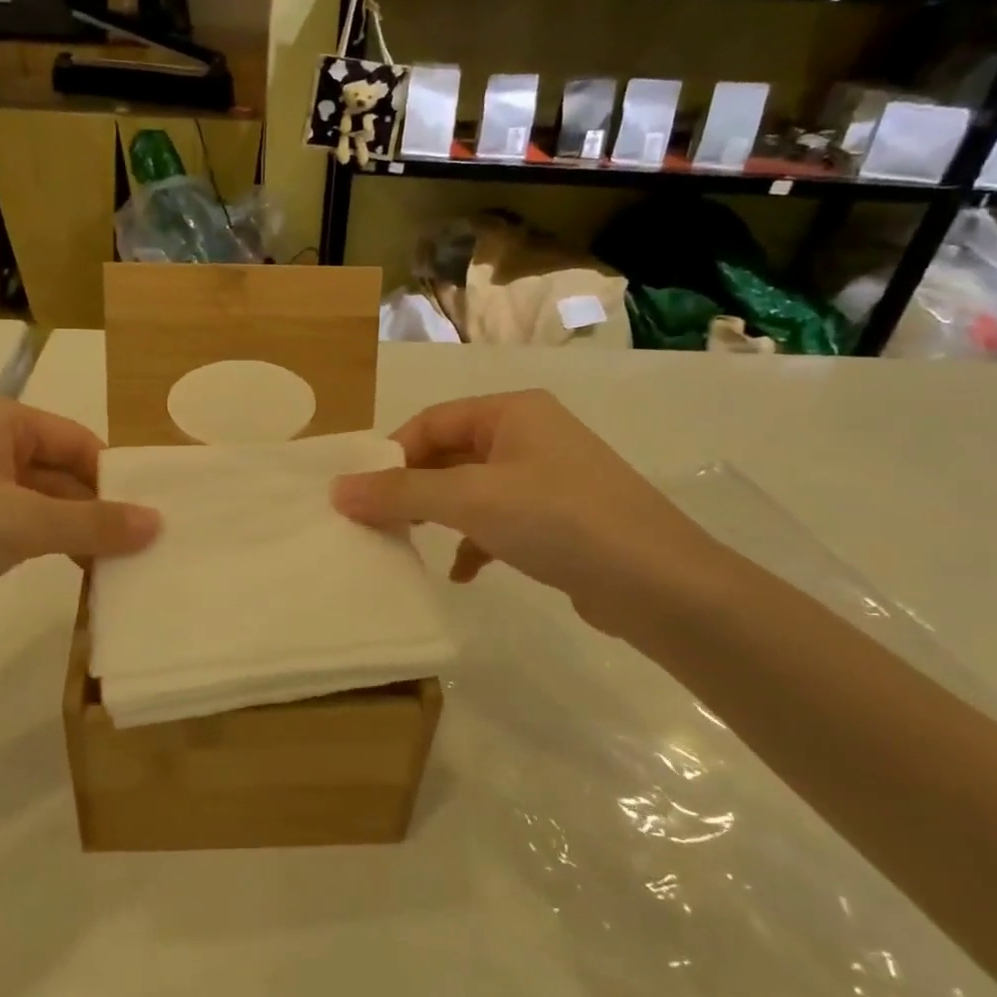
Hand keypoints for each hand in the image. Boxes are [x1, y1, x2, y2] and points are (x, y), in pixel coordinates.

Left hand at [0, 390, 158, 642]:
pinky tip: (50, 569)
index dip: (113, 481)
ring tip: (100, 568)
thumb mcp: (23, 523)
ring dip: (63, 530)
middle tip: (129, 553)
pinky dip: (29, 542)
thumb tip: (158, 523)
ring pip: (28, 498)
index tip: (144, 524)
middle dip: (90, 510)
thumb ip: (93, 523)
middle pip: (54, 469)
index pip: (78, 441)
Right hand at [331, 390, 727, 640]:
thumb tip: (337, 489)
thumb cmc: (558, 520)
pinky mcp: (560, 520)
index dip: (392, 454)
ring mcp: (548, 478)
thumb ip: (401, 493)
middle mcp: (530, 435)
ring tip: (412, 545)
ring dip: (440, 516)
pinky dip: (475, 542)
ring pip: (473, 490)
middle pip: (450, 454)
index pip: (432, 421)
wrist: (659, 584)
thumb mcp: (471, 500)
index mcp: (511, 412)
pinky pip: (500, 521)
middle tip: (379, 521)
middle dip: (414, 488)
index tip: (362, 495)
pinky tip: (463, 573)